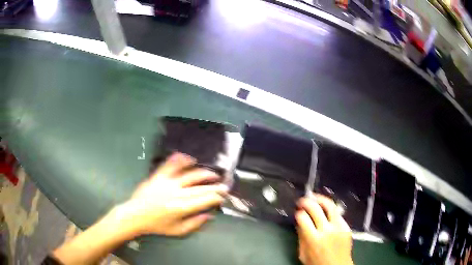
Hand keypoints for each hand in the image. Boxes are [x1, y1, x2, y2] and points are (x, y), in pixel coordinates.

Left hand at [115, 153, 227, 236]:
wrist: (135, 215)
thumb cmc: (156, 225)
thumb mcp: (177, 231)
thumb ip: (195, 223)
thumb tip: (209, 215)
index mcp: (181, 208)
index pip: (204, 200)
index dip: (216, 197)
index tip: (223, 196)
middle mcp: (177, 193)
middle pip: (200, 188)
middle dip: (215, 186)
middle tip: (224, 185)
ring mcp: (167, 183)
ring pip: (189, 175)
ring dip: (203, 174)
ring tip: (213, 174)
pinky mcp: (159, 176)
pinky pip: (171, 165)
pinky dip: (181, 160)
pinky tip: (190, 158)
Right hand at [296, 195, 352, 264]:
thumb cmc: (317, 263)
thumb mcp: (303, 254)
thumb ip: (301, 237)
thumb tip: (299, 222)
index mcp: (313, 239)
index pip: (303, 218)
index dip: (298, 213)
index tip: (297, 212)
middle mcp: (327, 230)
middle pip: (316, 209)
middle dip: (306, 202)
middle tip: (302, 201)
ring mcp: (339, 227)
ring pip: (330, 206)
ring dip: (321, 199)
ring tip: (314, 197)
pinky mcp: (346, 227)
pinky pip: (338, 214)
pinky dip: (330, 211)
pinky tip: (326, 211)